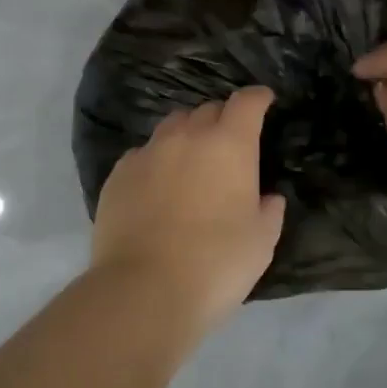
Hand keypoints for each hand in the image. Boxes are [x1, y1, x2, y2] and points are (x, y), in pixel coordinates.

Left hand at [89, 87, 286, 332]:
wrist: (144, 289)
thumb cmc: (216, 263)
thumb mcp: (261, 241)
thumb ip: (268, 211)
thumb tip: (267, 197)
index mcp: (228, 145)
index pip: (246, 103)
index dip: (257, 98)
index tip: (264, 101)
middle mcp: (186, 137)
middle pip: (206, 110)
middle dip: (222, 119)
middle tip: (229, 144)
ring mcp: (147, 153)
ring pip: (171, 127)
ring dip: (187, 135)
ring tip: (191, 161)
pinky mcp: (117, 175)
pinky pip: (142, 154)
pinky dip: (156, 161)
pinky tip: (157, 186)